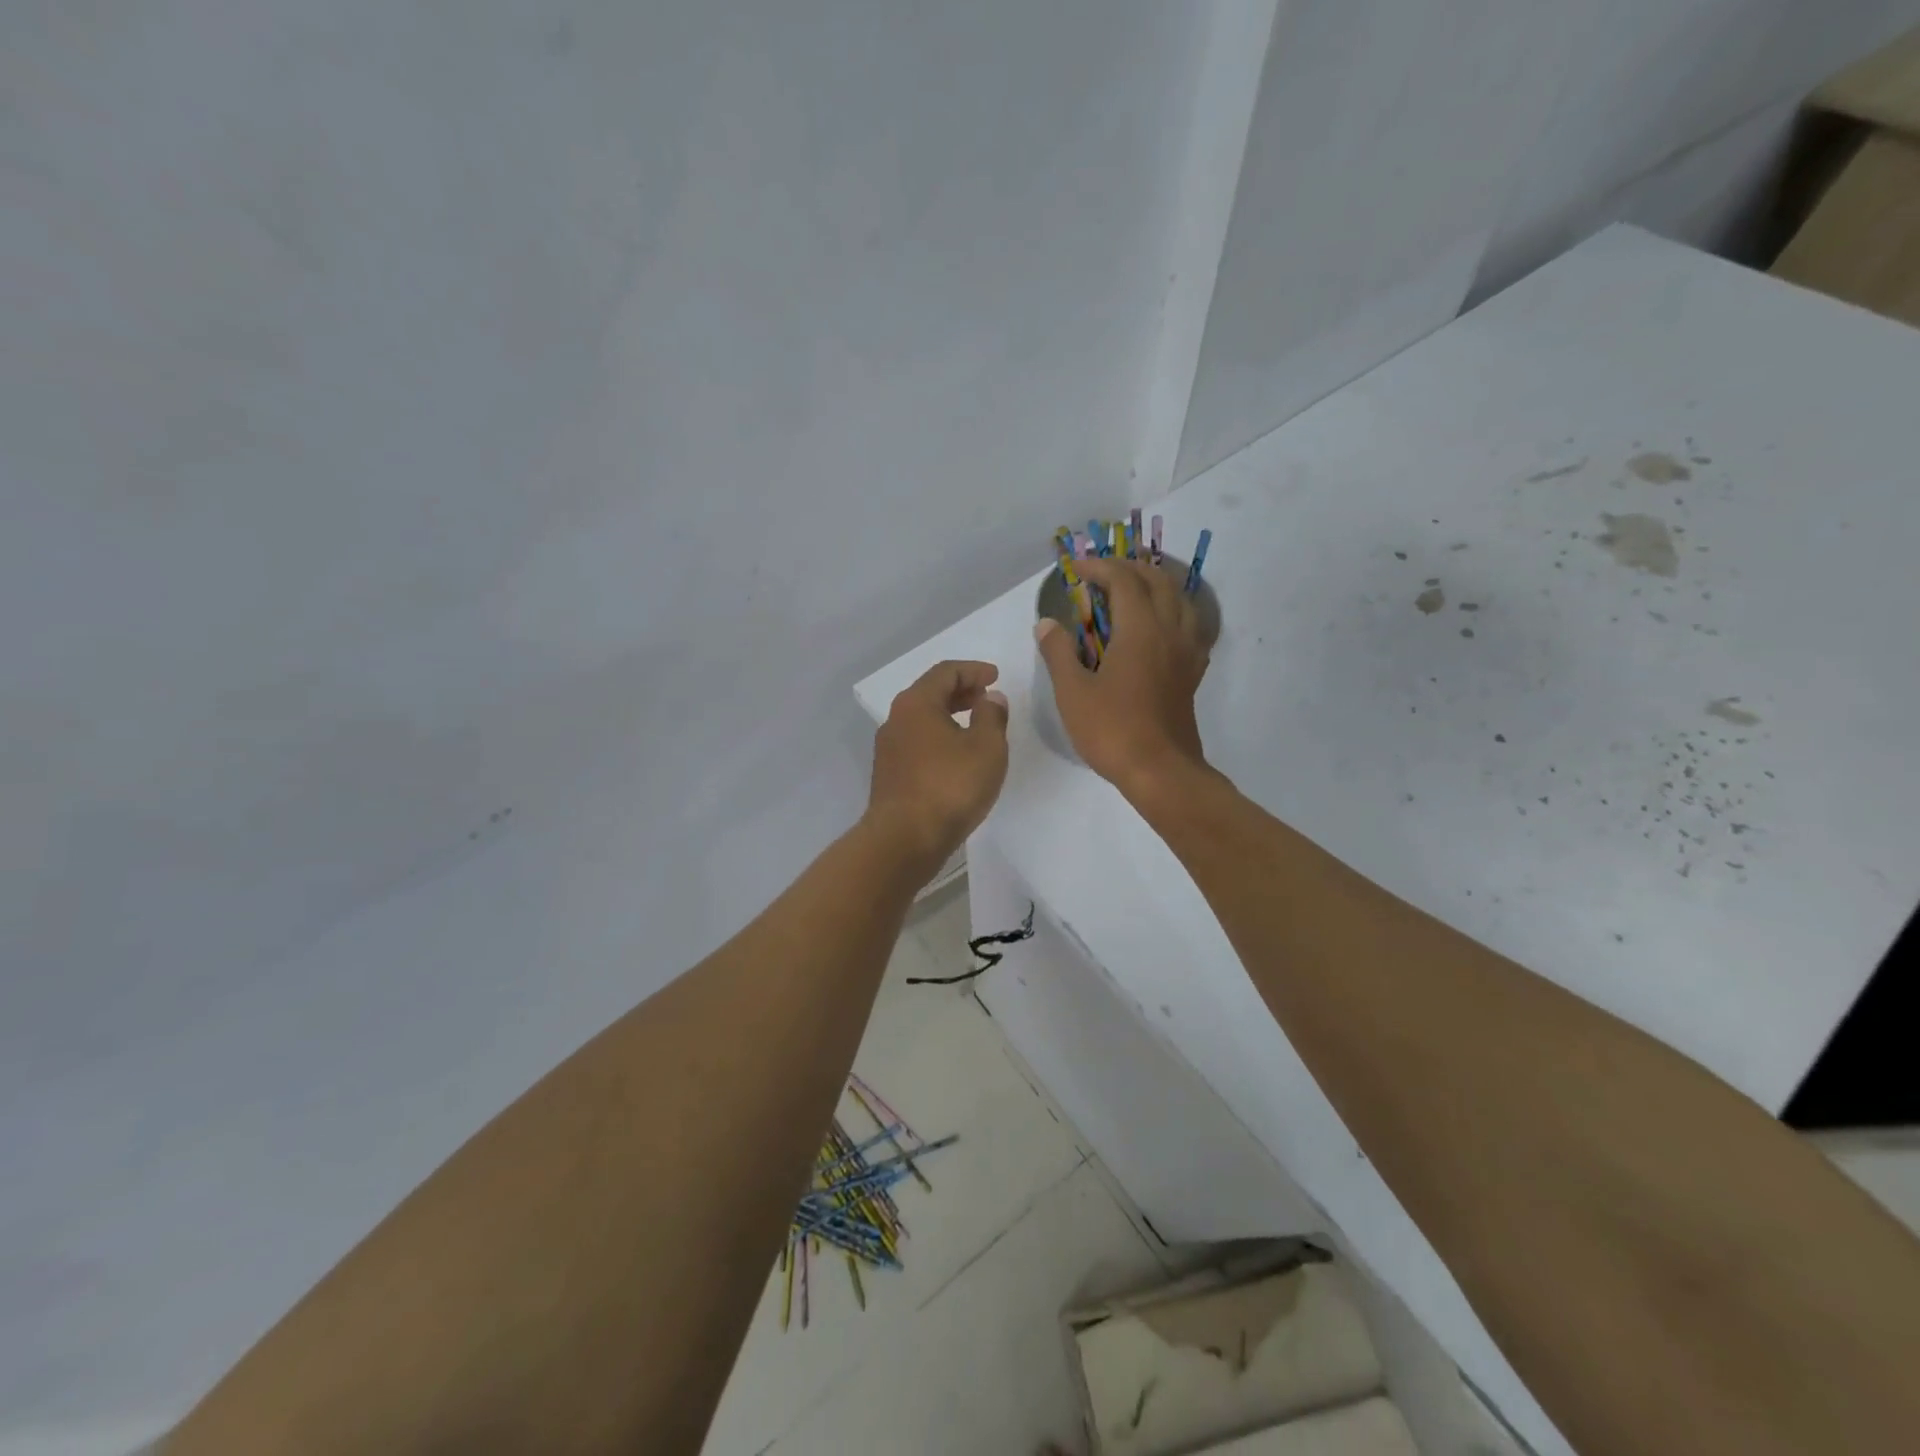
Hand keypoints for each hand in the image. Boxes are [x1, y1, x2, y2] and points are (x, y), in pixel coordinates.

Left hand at [865, 660, 1009, 876]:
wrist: (903, 840)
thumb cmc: (950, 787)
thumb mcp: (986, 748)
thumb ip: (992, 716)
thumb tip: (990, 699)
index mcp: (916, 703)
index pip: (945, 672)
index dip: (973, 670)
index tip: (996, 677)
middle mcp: (896, 719)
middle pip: (930, 693)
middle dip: (961, 691)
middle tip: (986, 697)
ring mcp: (889, 749)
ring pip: (922, 720)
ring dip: (949, 716)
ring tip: (976, 727)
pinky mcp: (889, 775)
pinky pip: (917, 743)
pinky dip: (939, 738)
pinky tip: (957, 757)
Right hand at [1034, 556, 1210, 796]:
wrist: (1161, 771)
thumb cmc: (1112, 730)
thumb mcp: (1072, 692)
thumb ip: (1058, 652)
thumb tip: (1047, 623)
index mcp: (1140, 629)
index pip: (1123, 579)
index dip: (1099, 567)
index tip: (1076, 569)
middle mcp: (1169, 631)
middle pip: (1157, 581)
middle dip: (1129, 569)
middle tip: (1102, 574)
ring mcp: (1186, 652)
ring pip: (1179, 600)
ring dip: (1155, 585)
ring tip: (1132, 592)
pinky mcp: (1192, 673)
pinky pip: (1189, 627)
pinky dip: (1172, 613)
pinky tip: (1158, 628)